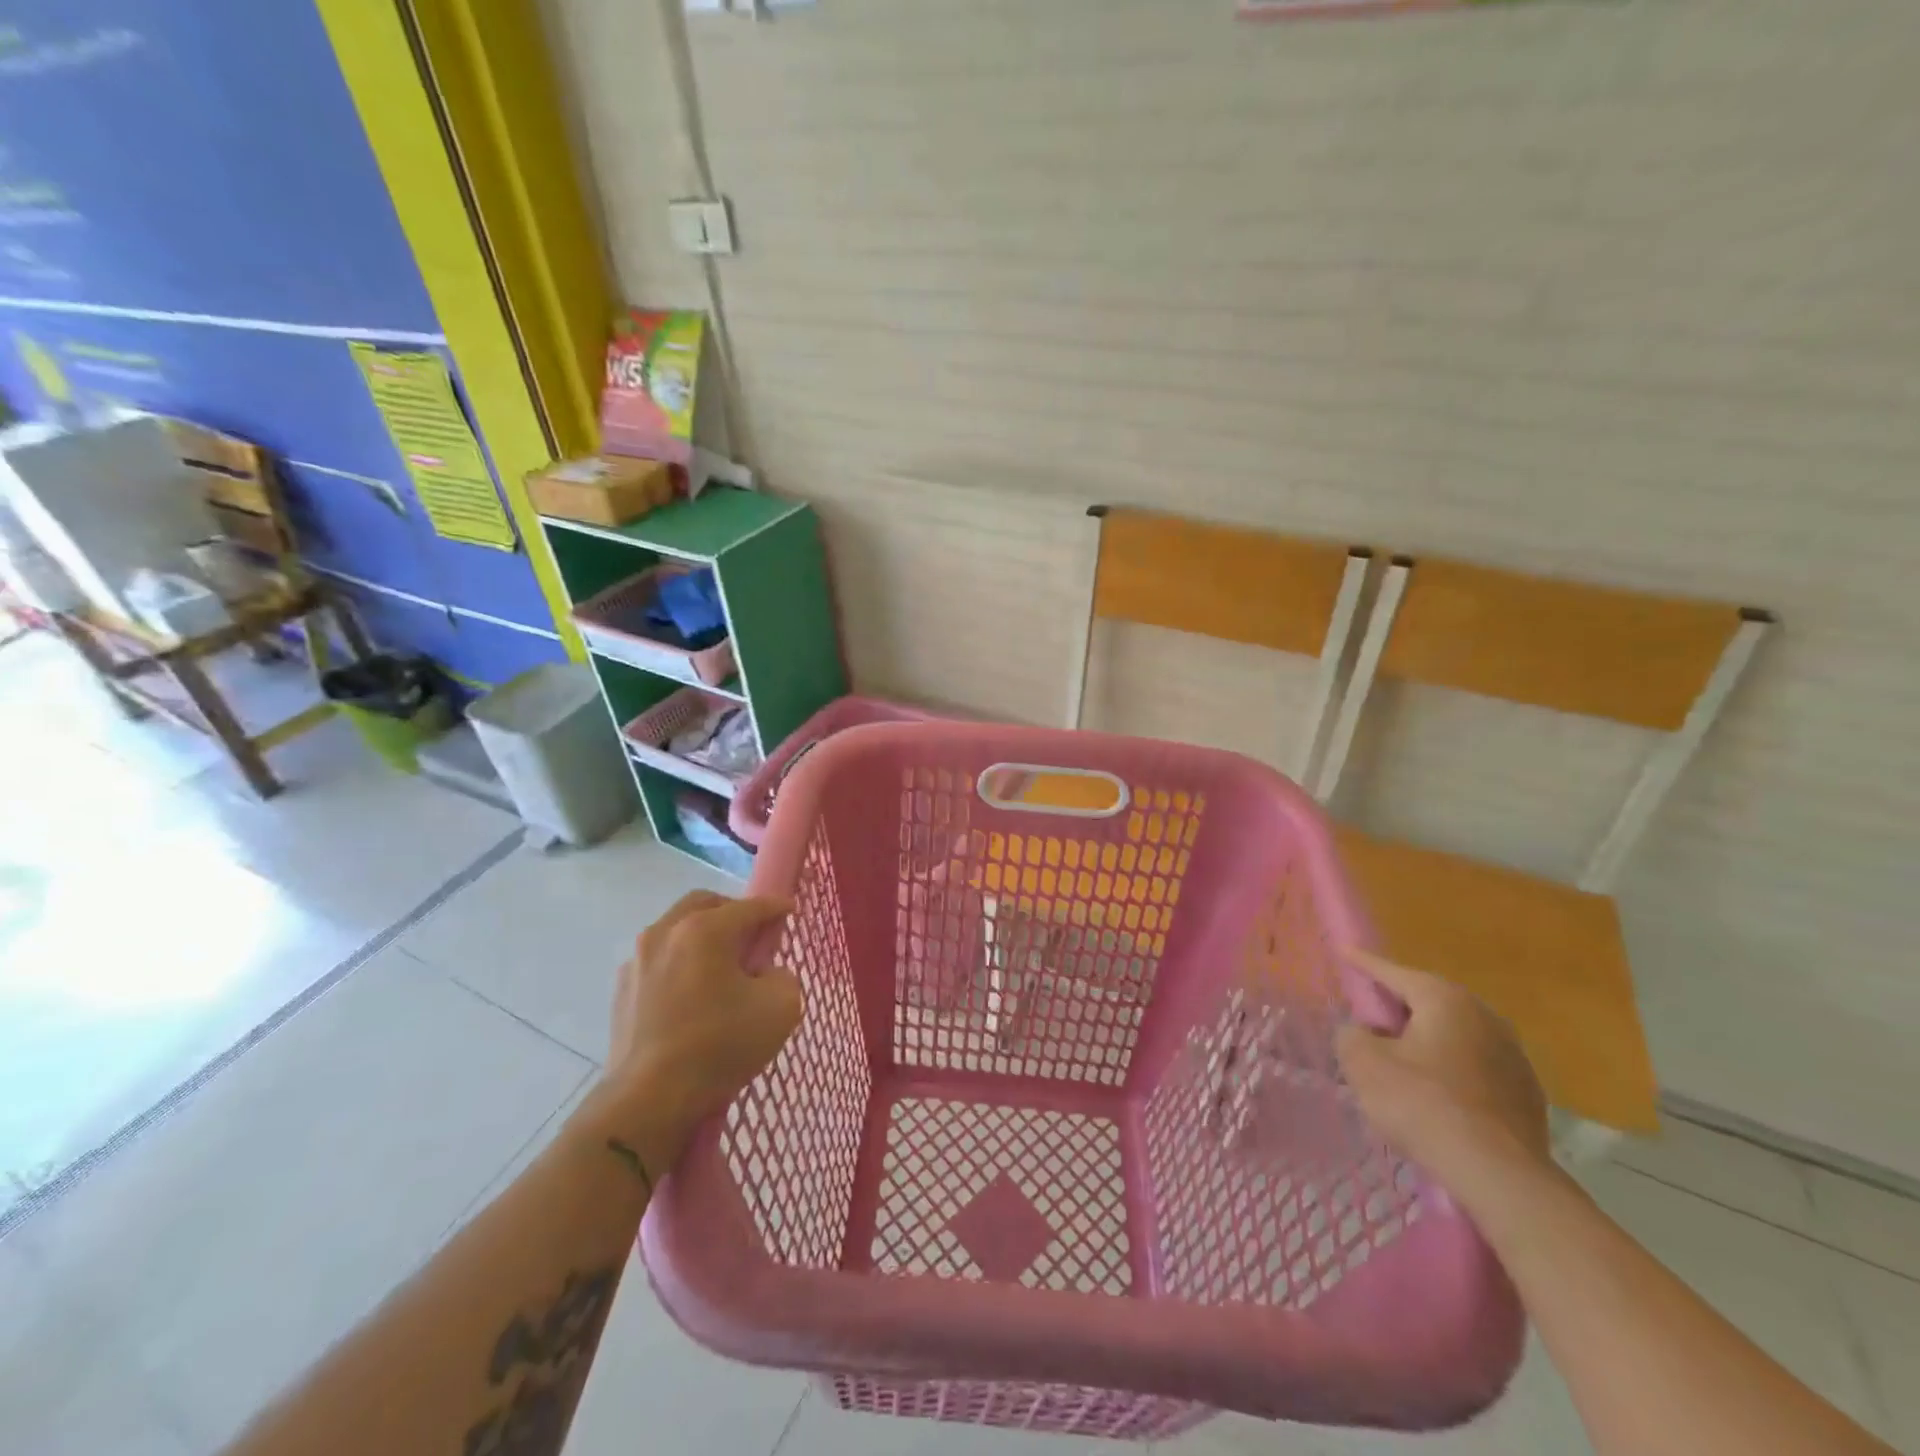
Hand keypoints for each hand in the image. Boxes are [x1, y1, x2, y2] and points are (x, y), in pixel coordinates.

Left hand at [587, 891, 802, 1175]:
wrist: (647, 1100)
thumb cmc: (720, 1046)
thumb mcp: (781, 1009)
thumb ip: (783, 977)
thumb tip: (765, 975)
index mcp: (705, 929)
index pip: (750, 906)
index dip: (776, 907)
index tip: (790, 912)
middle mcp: (666, 932)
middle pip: (705, 904)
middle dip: (733, 912)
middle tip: (753, 935)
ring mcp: (638, 961)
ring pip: (676, 930)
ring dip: (702, 937)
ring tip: (721, 967)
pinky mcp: (621, 990)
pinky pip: (659, 961)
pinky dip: (680, 964)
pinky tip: (693, 994)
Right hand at [1336, 952, 1549, 1182]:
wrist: (1499, 1176)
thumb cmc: (1422, 1105)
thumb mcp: (1363, 1063)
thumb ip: (1351, 1035)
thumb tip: (1361, 1032)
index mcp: (1445, 999)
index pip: (1393, 972)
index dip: (1363, 963)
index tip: (1343, 952)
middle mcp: (1485, 1016)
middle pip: (1429, 1001)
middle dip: (1398, 1005)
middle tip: (1369, 1014)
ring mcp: (1513, 1056)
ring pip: (1455, 1035)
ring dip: (1427, 1039)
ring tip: (1401, 1058)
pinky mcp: (1526, 1094)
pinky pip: (1475, 1067)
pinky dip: (1450, 1069)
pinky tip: (1435, 1094)